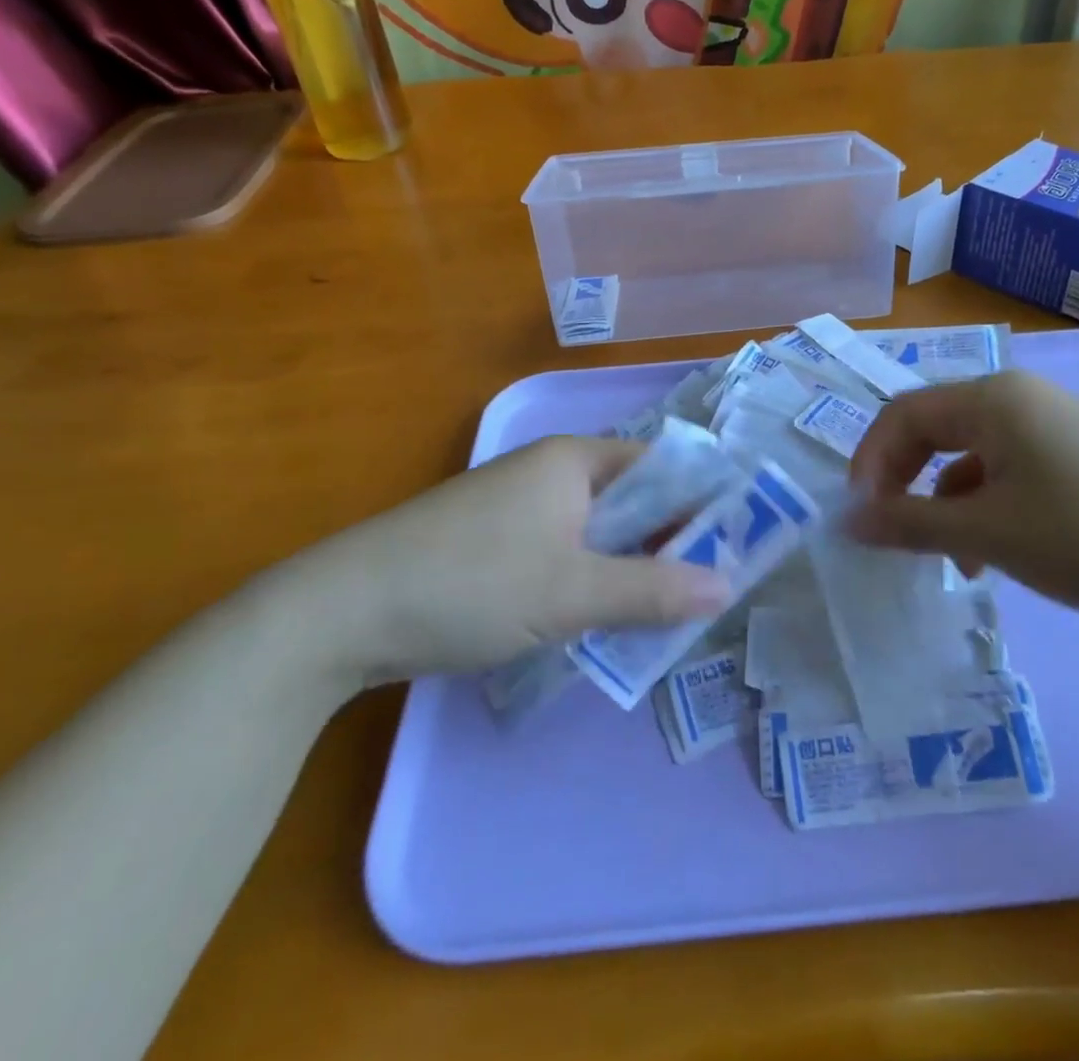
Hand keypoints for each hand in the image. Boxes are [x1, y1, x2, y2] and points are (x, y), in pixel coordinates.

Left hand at [296, 437, 731, 684]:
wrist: (342, 614)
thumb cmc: (471, 583)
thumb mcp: (571, 592)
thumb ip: (653, 590)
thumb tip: (728, 586)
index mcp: (573, 460)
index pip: (660, 467)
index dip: (700, 501)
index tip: (736, 546)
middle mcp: (550, 472)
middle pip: (631, 500)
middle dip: (669, 543)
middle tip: (707, 591)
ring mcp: (519, 509)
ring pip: (598, 533)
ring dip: (630, 567)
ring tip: (667, 613)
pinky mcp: (495, 545)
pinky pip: (564, 553)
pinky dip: (590, 580)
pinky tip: (602, 618)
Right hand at [846, 371, 1078, 633]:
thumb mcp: (989, 534)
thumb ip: (908, 523)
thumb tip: (847, 519)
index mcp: (992, 398)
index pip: (902, 415)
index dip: (870, 463)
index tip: (861, 519)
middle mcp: (1018, 397)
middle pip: (934, 430)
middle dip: (905, 482)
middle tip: (893, 533)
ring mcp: (1052, 424)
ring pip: (970, 456)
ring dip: (945, 502)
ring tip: (954, 560)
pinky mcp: (1076, 454)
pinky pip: (1007, 470)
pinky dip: (985, 507)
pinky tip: (995, 553)